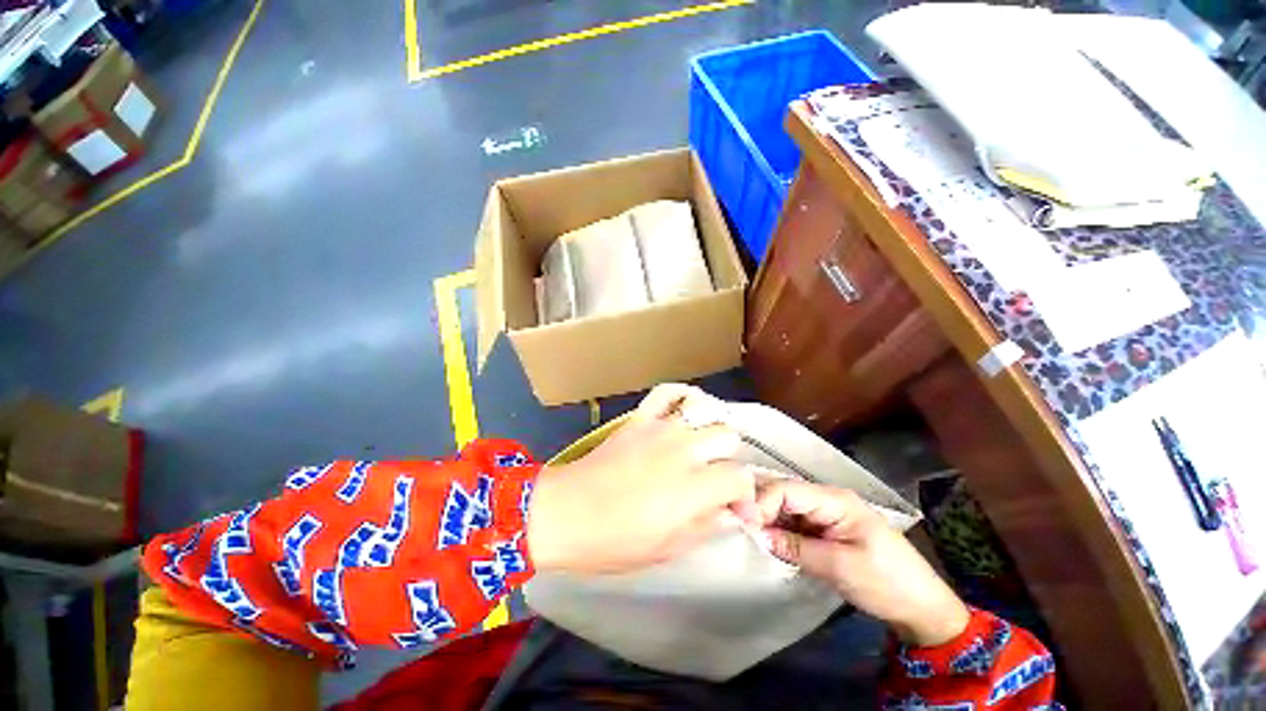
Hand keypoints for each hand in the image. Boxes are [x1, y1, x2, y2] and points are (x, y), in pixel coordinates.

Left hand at [527, 384, 756, 573]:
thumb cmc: (615, 540)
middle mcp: (684, 448)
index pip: (740, 477)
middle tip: (712, 479)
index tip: (735, 510)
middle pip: (727, 437)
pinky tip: (684, 410)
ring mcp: (661, 428)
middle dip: (727, 460)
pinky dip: (681, 396)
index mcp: (694, 485)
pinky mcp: (640, 418)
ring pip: (705, 412)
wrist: (566, 512)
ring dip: (709, 431)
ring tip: (700, 448)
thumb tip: (731, 515)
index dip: (744, 496)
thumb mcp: (667, 548)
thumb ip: (707, 527)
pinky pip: (667, 393)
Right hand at [756, 480, 969, 646]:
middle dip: (758, 508)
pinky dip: (778, 530)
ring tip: (746, 535)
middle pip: (782, 494)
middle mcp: (826, 499)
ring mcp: (825, 514)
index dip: (760, 503)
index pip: (785, 489)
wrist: (922, 608)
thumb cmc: (887, 583)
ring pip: (784, 508)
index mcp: (834, 500)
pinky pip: (793, 523)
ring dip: (766, 520)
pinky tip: (765, 540)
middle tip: (738, 528)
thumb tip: (756, 535)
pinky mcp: (824, 529)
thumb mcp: (839, 566)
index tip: (742, 526)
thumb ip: (795, 547)